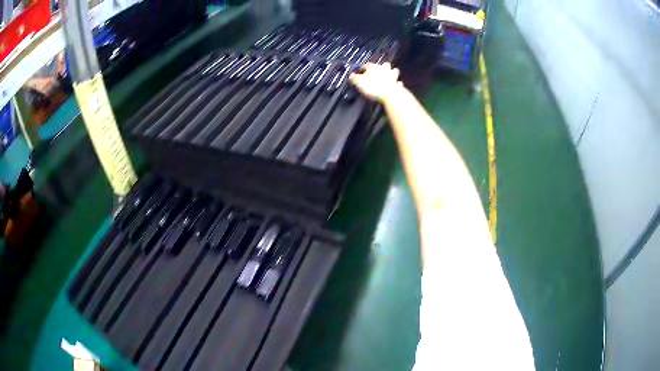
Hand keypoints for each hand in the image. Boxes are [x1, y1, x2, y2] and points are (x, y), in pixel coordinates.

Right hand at [349, 63, 401, 102]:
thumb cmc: (373, 87)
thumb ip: (354, 78)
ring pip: (393, 71)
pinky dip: (397, 83)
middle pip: (383, 65)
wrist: (389, 94)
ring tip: (389, 75)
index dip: (362, 68)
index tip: (360, 71)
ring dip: (391, 72)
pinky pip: (398, 83)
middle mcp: (383, 70)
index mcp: (373, 67)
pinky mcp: (397, 85)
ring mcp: (392, 77)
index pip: (366, 65)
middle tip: (378, 70)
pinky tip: (396, 84)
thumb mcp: (358, 82)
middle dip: (381, 67)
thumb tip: (351, 75)